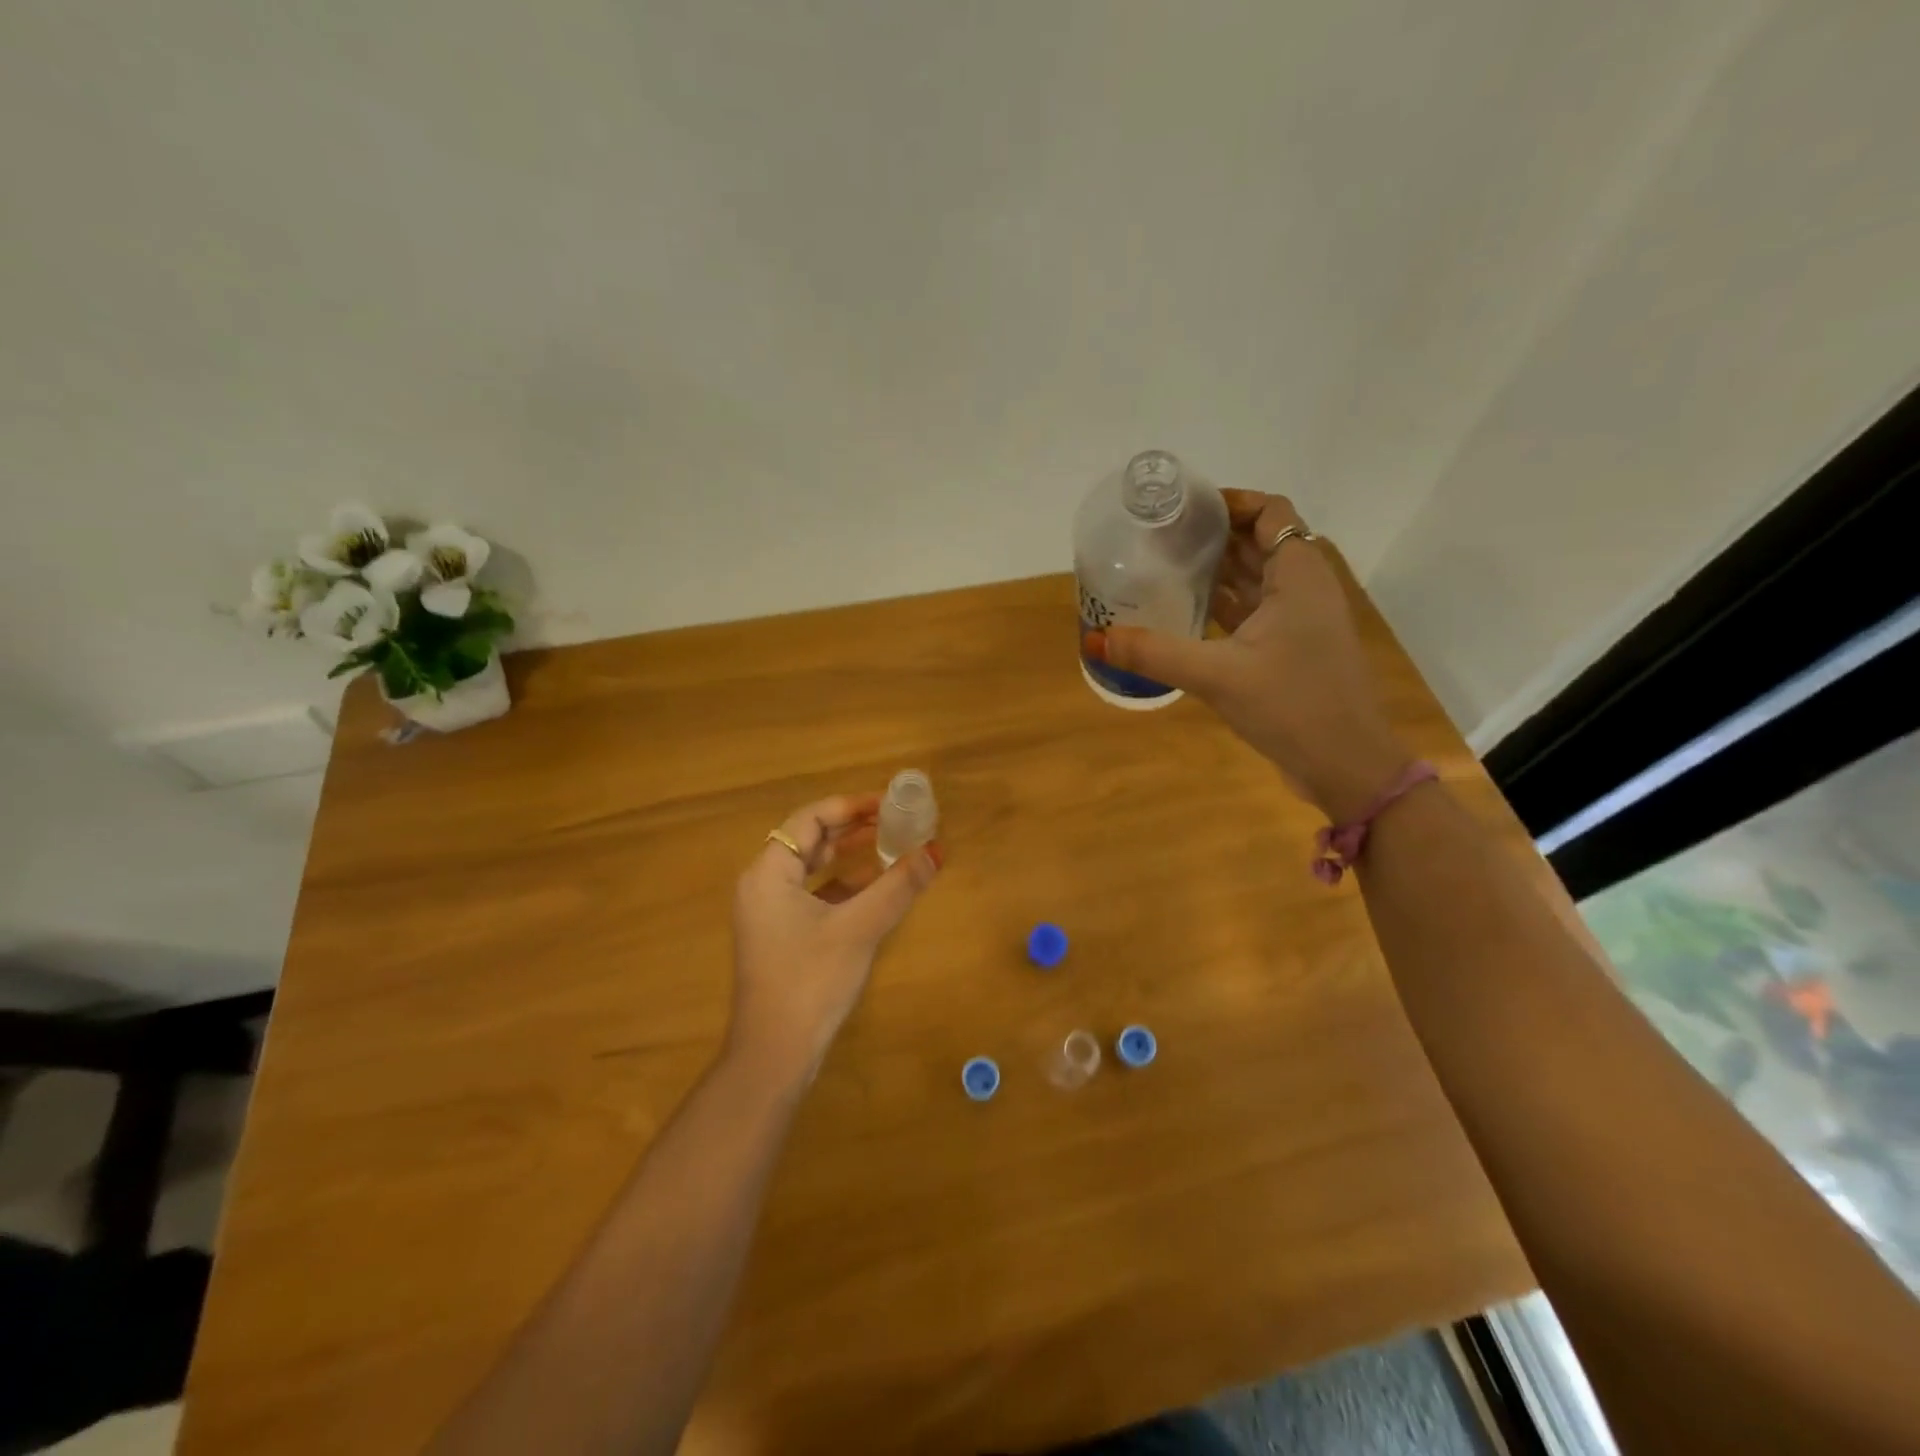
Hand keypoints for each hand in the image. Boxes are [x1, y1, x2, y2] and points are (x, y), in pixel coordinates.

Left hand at [729, 794, 941, 1083]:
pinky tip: (876, 887)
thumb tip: (936, 851)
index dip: (851, 806)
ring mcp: (770, 913)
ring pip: (814, 868)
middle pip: (810, 840)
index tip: (890, 804)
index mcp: (768, 873)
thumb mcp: (859, 929)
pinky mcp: (782, 936)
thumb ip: (897, 886)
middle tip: (896, 821)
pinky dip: (844, 885)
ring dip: (851, 855)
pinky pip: (815, 894)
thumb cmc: (810, 982)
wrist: (775, 1055)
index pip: (810, 819)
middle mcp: (763, 885)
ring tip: (892, 845)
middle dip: (854, 828)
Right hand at [1083, 490, 1409, 820]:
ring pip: (1257, 579)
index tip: (1183, 510)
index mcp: (1299, 576)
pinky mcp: (1293, 651)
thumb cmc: (1293, 707)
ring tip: (1165, 568)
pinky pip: (1255, 613)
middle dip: (1215, 536)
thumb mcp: (1218, 676)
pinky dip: (1225, 606)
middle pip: (1260, 542)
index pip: (1270, 512)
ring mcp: (1301, 622)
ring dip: (1218, 571)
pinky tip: (1187, 613)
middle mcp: (1304, 589)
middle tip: (1161, 539)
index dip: (1231, 502)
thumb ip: (1155, 654)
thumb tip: (1094, 640)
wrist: (1348, 766)